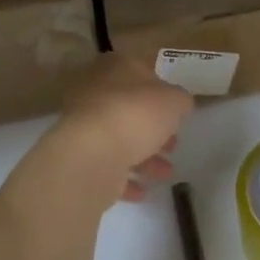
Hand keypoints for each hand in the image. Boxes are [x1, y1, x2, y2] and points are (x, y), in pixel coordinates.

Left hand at [50, 54, 194, 202]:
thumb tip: (179, 104)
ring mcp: (84, 124)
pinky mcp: (79, 156)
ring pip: (119, 138)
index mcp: (115, 68)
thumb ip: (180, 100)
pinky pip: (107, 165)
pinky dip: (125, 178)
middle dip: (153, 129)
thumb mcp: (174, 101)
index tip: (175, 113)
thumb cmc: (136, 115)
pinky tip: (142, 191)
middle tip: (172, 145)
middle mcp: (94, 91)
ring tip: (165, 173)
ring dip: (144, 157)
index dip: (161, 92)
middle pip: (130, 108)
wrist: (93, 154)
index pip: (140, 72)